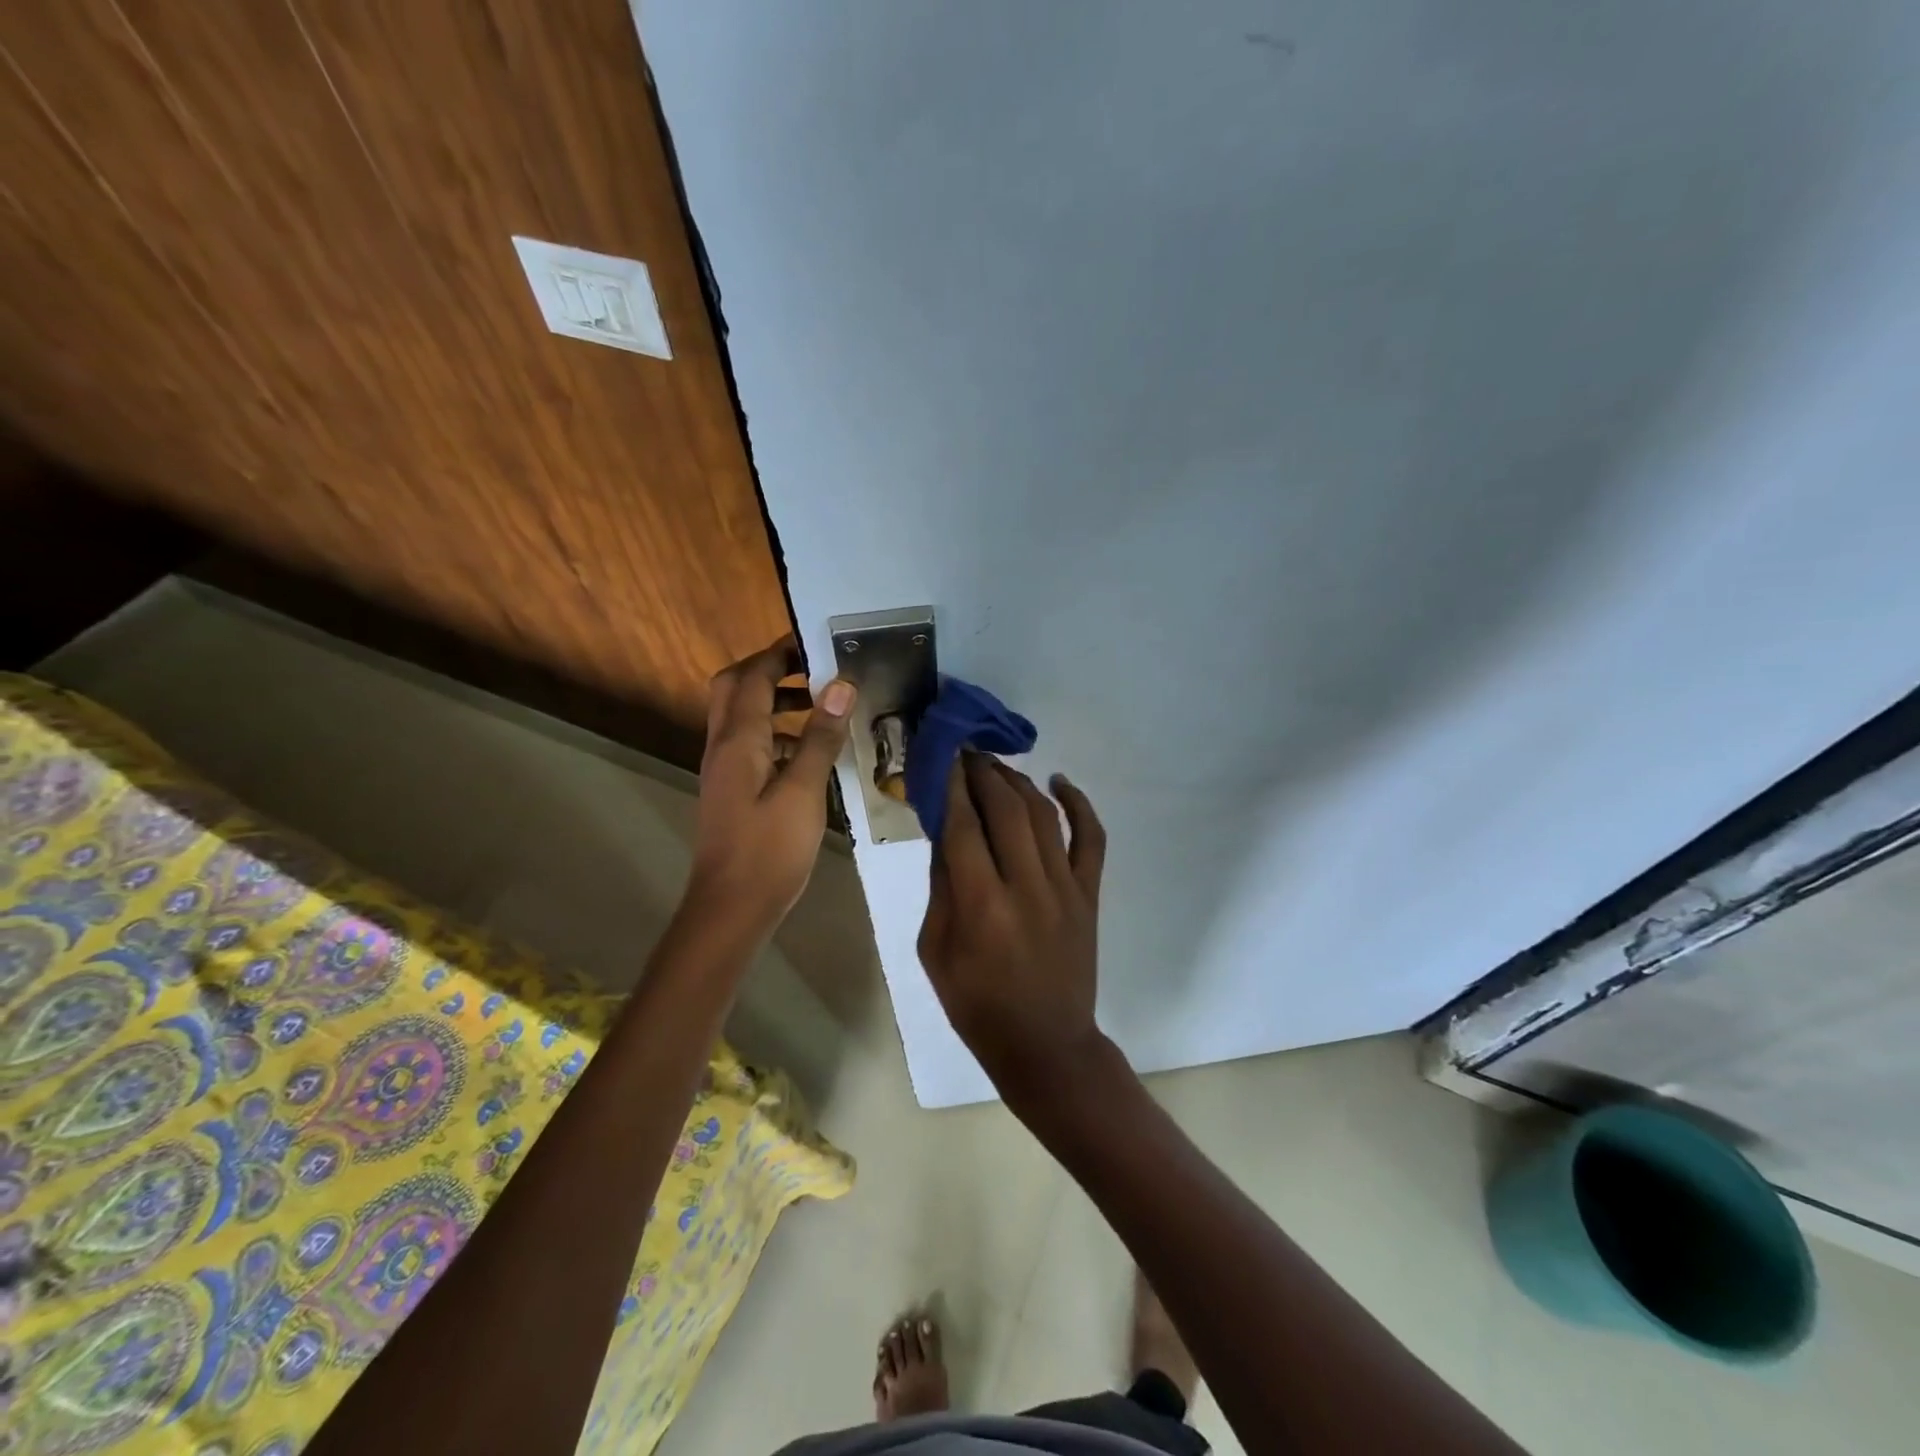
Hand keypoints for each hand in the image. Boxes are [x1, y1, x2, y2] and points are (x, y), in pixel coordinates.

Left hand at [687, 639, 854, 937]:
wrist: (732, 906)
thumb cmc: (769, 849)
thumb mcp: (804, 791)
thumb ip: (820, 737)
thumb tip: (840, 686)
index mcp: (738, 740)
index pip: (753, 677)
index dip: (781, 654)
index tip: (817, 642)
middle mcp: (723, 745)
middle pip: (735, 688)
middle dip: (772, 671)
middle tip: (814, 670)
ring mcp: (725, 768)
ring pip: (742, 716)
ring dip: (775, 701)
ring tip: (821, 706)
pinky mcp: (733, 789)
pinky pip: (751, 744)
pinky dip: (777, 733)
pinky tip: (810, 752)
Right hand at [917, 754, 1108, 1103]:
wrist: (1045, 1044)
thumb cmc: (977, 1004)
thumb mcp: (935, 951)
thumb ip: (941, 887)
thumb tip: (945, 831)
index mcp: (981, 905)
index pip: (963, 825)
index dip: (950, 785)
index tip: (941, 756)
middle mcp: (1026, 886)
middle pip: (1004, 809)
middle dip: (982, 772)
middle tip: (965, 753)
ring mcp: (1065, 888)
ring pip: (1043, 814)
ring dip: (1017, 781)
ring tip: (996, 764)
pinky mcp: (1090, 895)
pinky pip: (1092, 838)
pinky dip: (1079, 804)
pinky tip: (1060, 781)